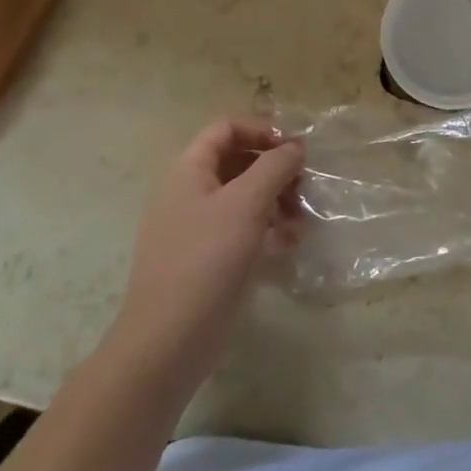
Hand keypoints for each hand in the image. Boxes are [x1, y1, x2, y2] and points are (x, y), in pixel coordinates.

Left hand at [112, 119, 303, 383]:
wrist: (167, 341)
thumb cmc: (206, 259)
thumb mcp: (247, 203)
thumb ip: (275, 166)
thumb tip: (295, 147)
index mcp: (188, 170)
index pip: (226, 128)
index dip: (261, 130)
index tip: (294, 148)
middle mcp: (188, 191)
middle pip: (237, 160)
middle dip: (274, 167)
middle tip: (304, 184)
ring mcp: (195, 227)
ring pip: (242, 195)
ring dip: (276, 198)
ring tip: (302, 217)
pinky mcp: (206, 258)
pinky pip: (240, 228)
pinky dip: (266, 228)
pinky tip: (290, 243)